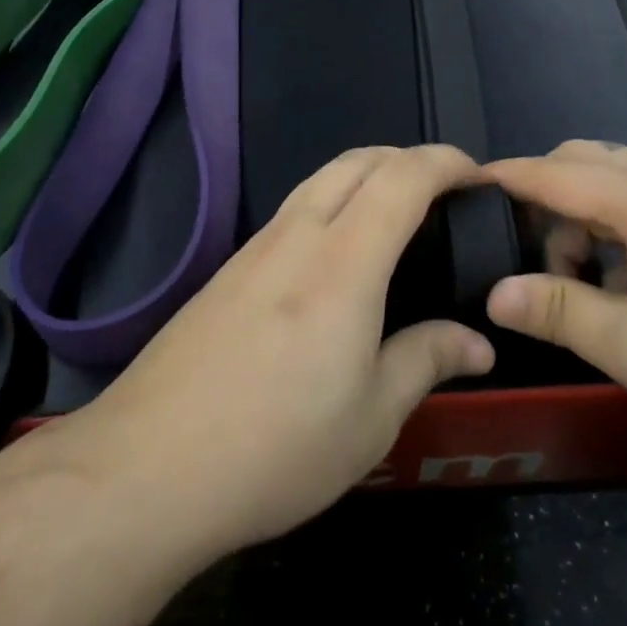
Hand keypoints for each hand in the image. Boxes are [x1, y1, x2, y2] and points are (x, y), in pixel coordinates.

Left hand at [59, 145, 494, 556]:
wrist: (147, 468)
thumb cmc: (276, 447)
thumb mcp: (371, 418)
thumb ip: (426, 361)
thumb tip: (478, 342)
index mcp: (343, 263)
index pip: (401, 178)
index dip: (445, 162)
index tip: (477, 176)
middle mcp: (296, 236)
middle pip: (356, 161)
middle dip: (406, 157)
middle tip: (443, 191)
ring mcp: (254, 249)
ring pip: (319, 180)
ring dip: (365, 175)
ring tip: (395, 214)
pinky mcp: (226, 270)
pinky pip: (292, 210)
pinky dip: (331, 203)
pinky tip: (336, 255)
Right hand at [481, 141, 626, 464]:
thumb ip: (560, 313)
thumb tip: (494, 292)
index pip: (552, 172)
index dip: (503, 178)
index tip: (461, 189)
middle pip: (584, 163)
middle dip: (544, 200)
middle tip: (532, 262)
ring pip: (619, 181)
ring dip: (584, 218)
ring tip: (584, 284)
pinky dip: (620, 227)